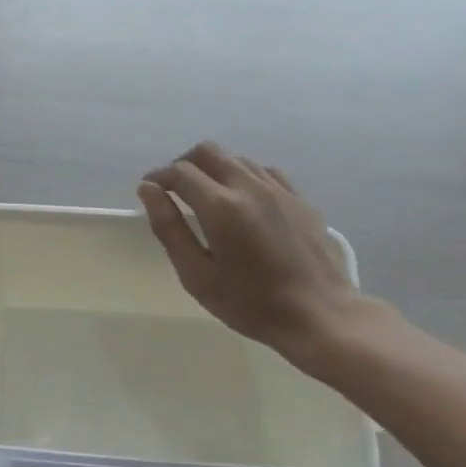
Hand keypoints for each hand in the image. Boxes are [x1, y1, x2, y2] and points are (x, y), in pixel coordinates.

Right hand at [139, 142, 367, 371]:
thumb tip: (148, 190)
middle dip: (183, 164)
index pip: (181, 172)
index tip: (149, 191)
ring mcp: (279, 189)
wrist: (317, 313)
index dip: (158, 177)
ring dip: (213, 169)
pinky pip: (263, 171)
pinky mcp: (298, 198)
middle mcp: (250, 187)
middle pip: (208, 152)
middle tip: (173, 190)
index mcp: (221, 207)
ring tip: (204, 198)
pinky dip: (242, 176)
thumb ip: (169, 229)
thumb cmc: (248, 303)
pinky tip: (241, 201)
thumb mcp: (197, 275)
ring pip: (236, 159)